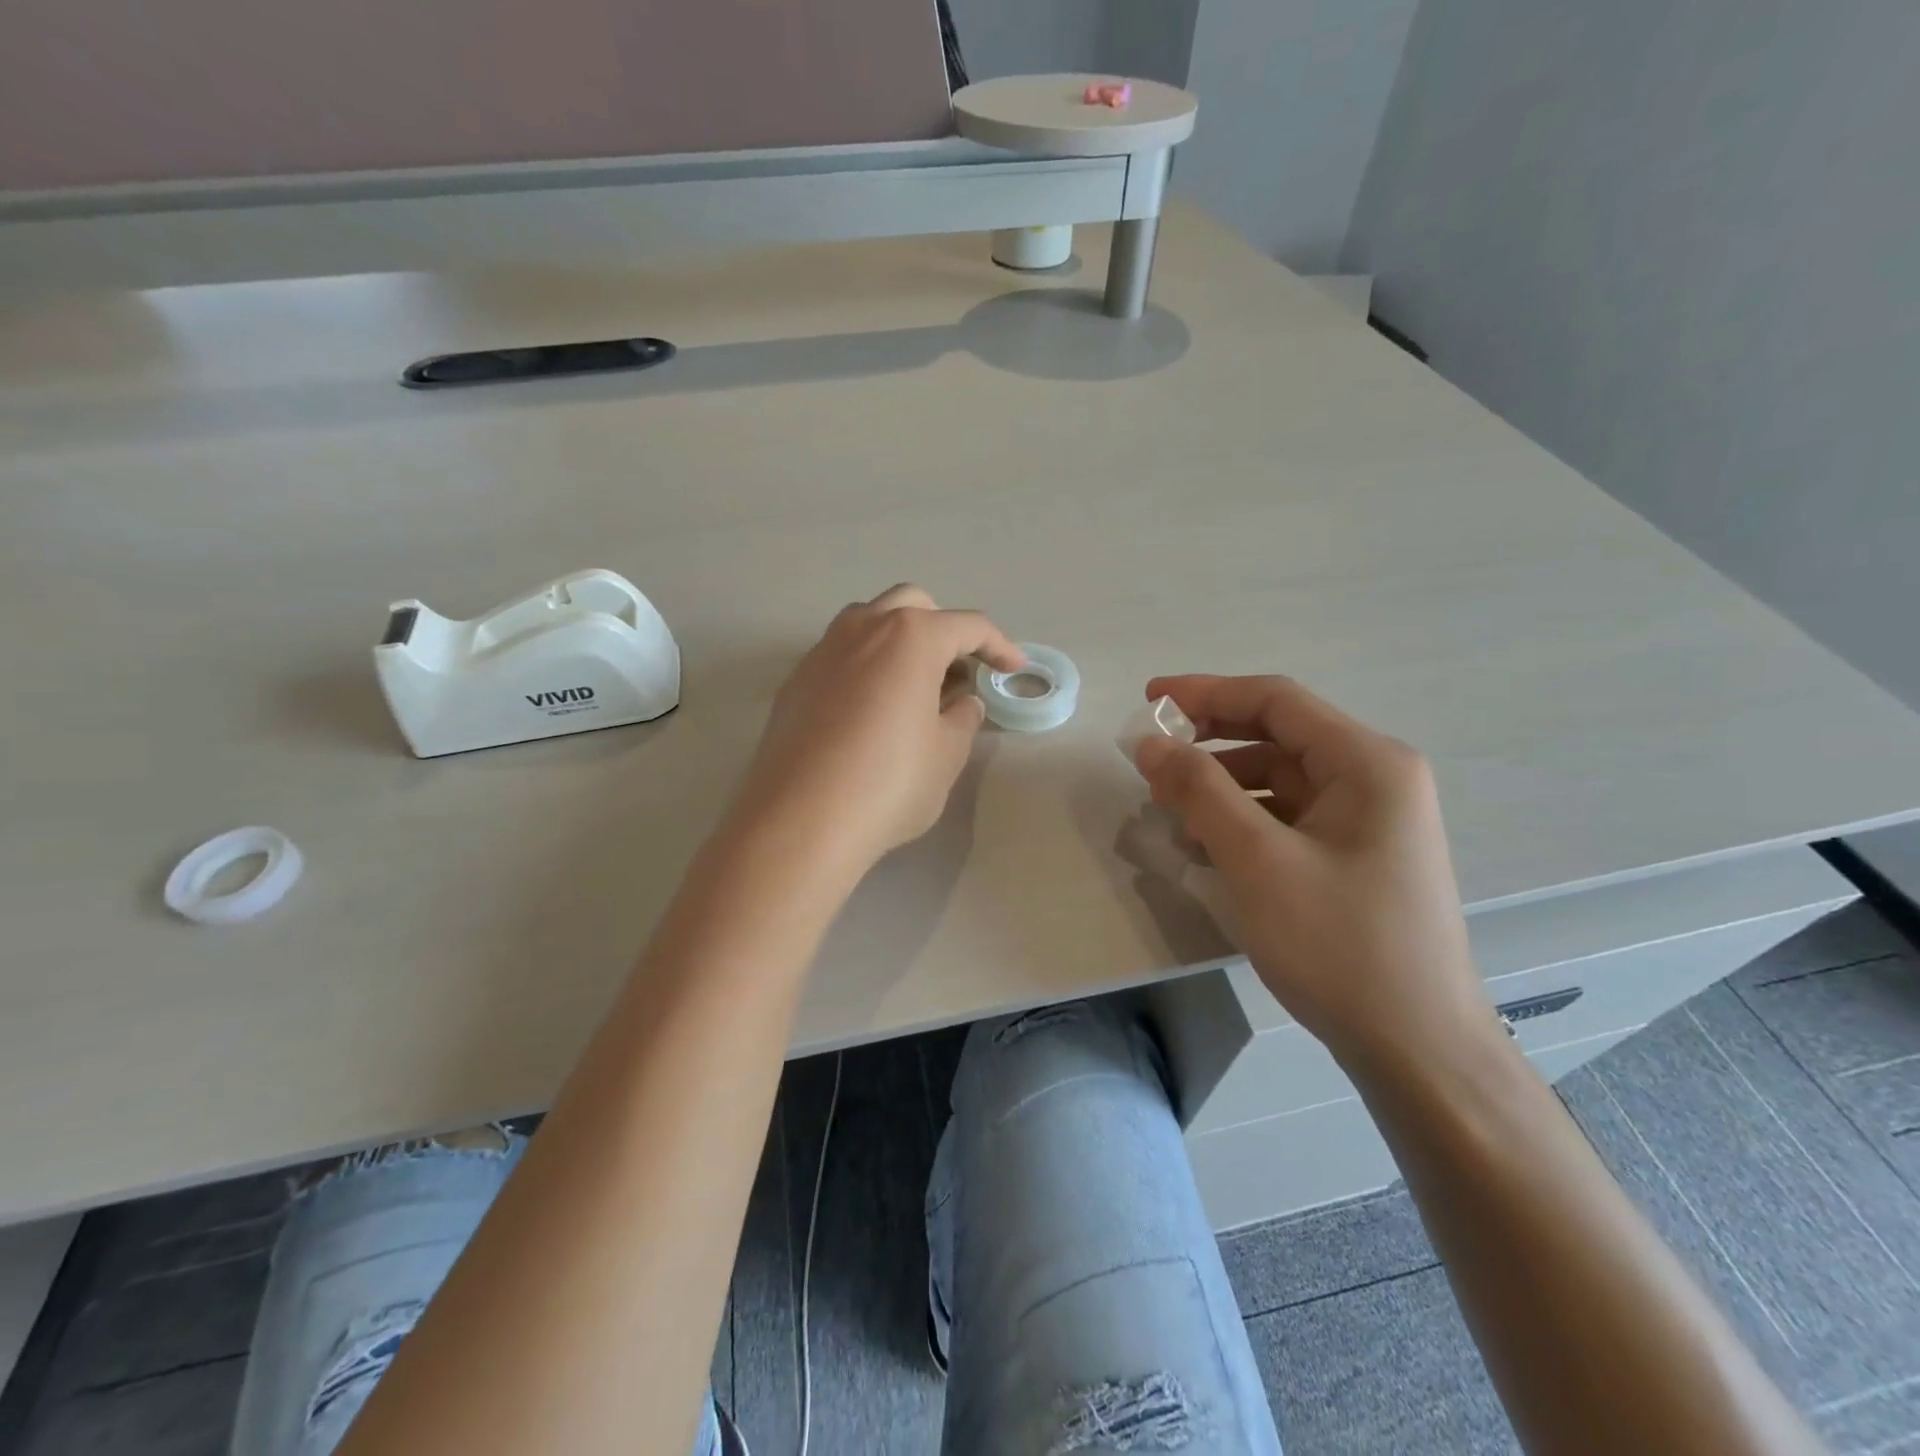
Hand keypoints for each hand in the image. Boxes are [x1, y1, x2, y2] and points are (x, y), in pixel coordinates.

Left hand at [733, 585, 1023, 876]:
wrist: (799, 821)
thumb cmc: (889, 782)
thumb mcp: (946, 755)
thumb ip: (962, 719)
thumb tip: (962, 702)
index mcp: (910, 637)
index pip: (967, 626)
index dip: (998, 646)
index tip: (1014, 668)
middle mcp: (863, 629)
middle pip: (913, 606)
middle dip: (943, 629)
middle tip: (958, 672)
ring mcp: (822, 652)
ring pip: (869, 623)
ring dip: (899, 642)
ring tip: (914, 688)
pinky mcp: (795, 682)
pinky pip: (840, 656)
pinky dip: (866, 667)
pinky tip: (871, 711)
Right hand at [1132, 675, 1488, 1065]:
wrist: (1416, 1049)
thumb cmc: (1340, 945)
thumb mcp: (1258, 860)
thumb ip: (1200, 791)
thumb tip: (1151, 743)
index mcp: (1367, 763)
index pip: (1276, 701)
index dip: (1206, 693)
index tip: (1149, 701)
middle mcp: (1375, 779)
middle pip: (1277, 736)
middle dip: (1209, 742)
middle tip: (1150, 757)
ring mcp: (1368, 820)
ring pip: (1278, 780)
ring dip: (1220, 786)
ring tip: (1169, 810)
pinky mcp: (1354, 856)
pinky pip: (1287, 818)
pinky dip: (1242, 821)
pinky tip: (1205, 846)